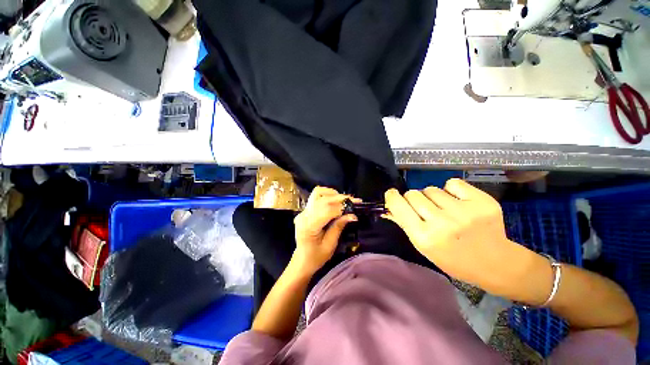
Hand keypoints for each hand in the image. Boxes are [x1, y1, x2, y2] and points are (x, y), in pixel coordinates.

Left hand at [292, 187, 358, 274]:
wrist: (302, 260)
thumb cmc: (316, 257)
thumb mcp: (330, 245)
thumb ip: (339, 227)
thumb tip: (352, 215)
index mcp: (309, 226)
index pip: (326, 210)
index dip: (341, 207)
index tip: (355, 207)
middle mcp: (304, 215)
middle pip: (323, 199)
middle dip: (340, 198)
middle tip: (355, 200)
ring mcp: (303, 211)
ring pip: (318, 193)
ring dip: (333, 194)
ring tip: (345, 200)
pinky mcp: (305, 210)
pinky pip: (316, 197)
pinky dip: (328, 195)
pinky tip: (336, 201)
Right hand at [384, 178, 518, 287]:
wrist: (495, 263)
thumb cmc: (453, 258)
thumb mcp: (423, 246)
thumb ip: (405, 224)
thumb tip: (390, 207)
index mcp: (425, 237)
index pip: (398, 205)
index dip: (392, 197)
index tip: (392, 195)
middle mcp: (442, 222)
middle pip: (413, 194)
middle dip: (413, 199)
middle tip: (424, 209)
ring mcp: (464, 210)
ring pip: (431, 189)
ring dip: (432, 197)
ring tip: (444, 209)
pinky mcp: (482, 201)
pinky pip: (452, 183)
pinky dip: (451, 190)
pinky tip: (458, 202)